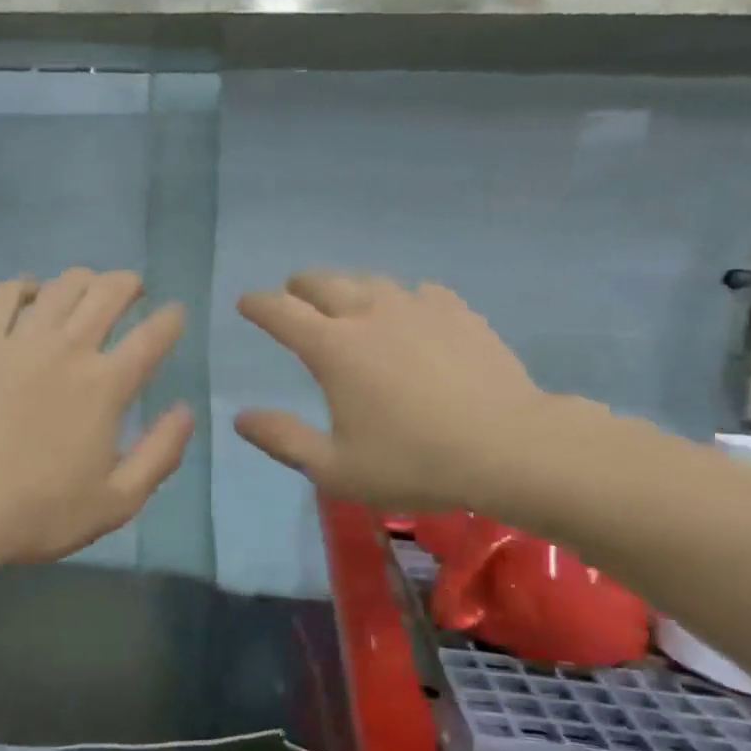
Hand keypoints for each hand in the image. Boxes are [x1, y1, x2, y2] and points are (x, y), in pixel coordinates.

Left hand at [0, 268, 192, 566]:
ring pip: (62, 286)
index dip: (171, 319)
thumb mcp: (118, 502)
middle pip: (108, 293)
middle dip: (130, 284)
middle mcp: (69, 349)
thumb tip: (186, 411)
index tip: (175, 315)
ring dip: (85, 279)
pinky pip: (4, 294)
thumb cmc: (39, 513)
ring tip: (89, 288)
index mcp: (107, 386)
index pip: (152, 336)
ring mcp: (20, 340)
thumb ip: (161, 454)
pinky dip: (24, 285)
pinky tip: (32, 294)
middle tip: (134, 292)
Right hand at [235, 272, 575, 517]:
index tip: (246, 303)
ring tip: (347, 303)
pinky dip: (401, 299)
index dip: (257, 304)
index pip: (280, 312)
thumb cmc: (413, 462)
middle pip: (322, 281)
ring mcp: (416, 307)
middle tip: (293, 296)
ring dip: (348, 288)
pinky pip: (418, 292)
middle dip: (299, 286)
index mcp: (332, 348)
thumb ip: (283, 440)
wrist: (508, 447)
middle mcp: (368, 314)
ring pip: (370, 281)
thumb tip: (241, 418)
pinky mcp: (457, 312)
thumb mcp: (335, 469)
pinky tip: (411, 314)